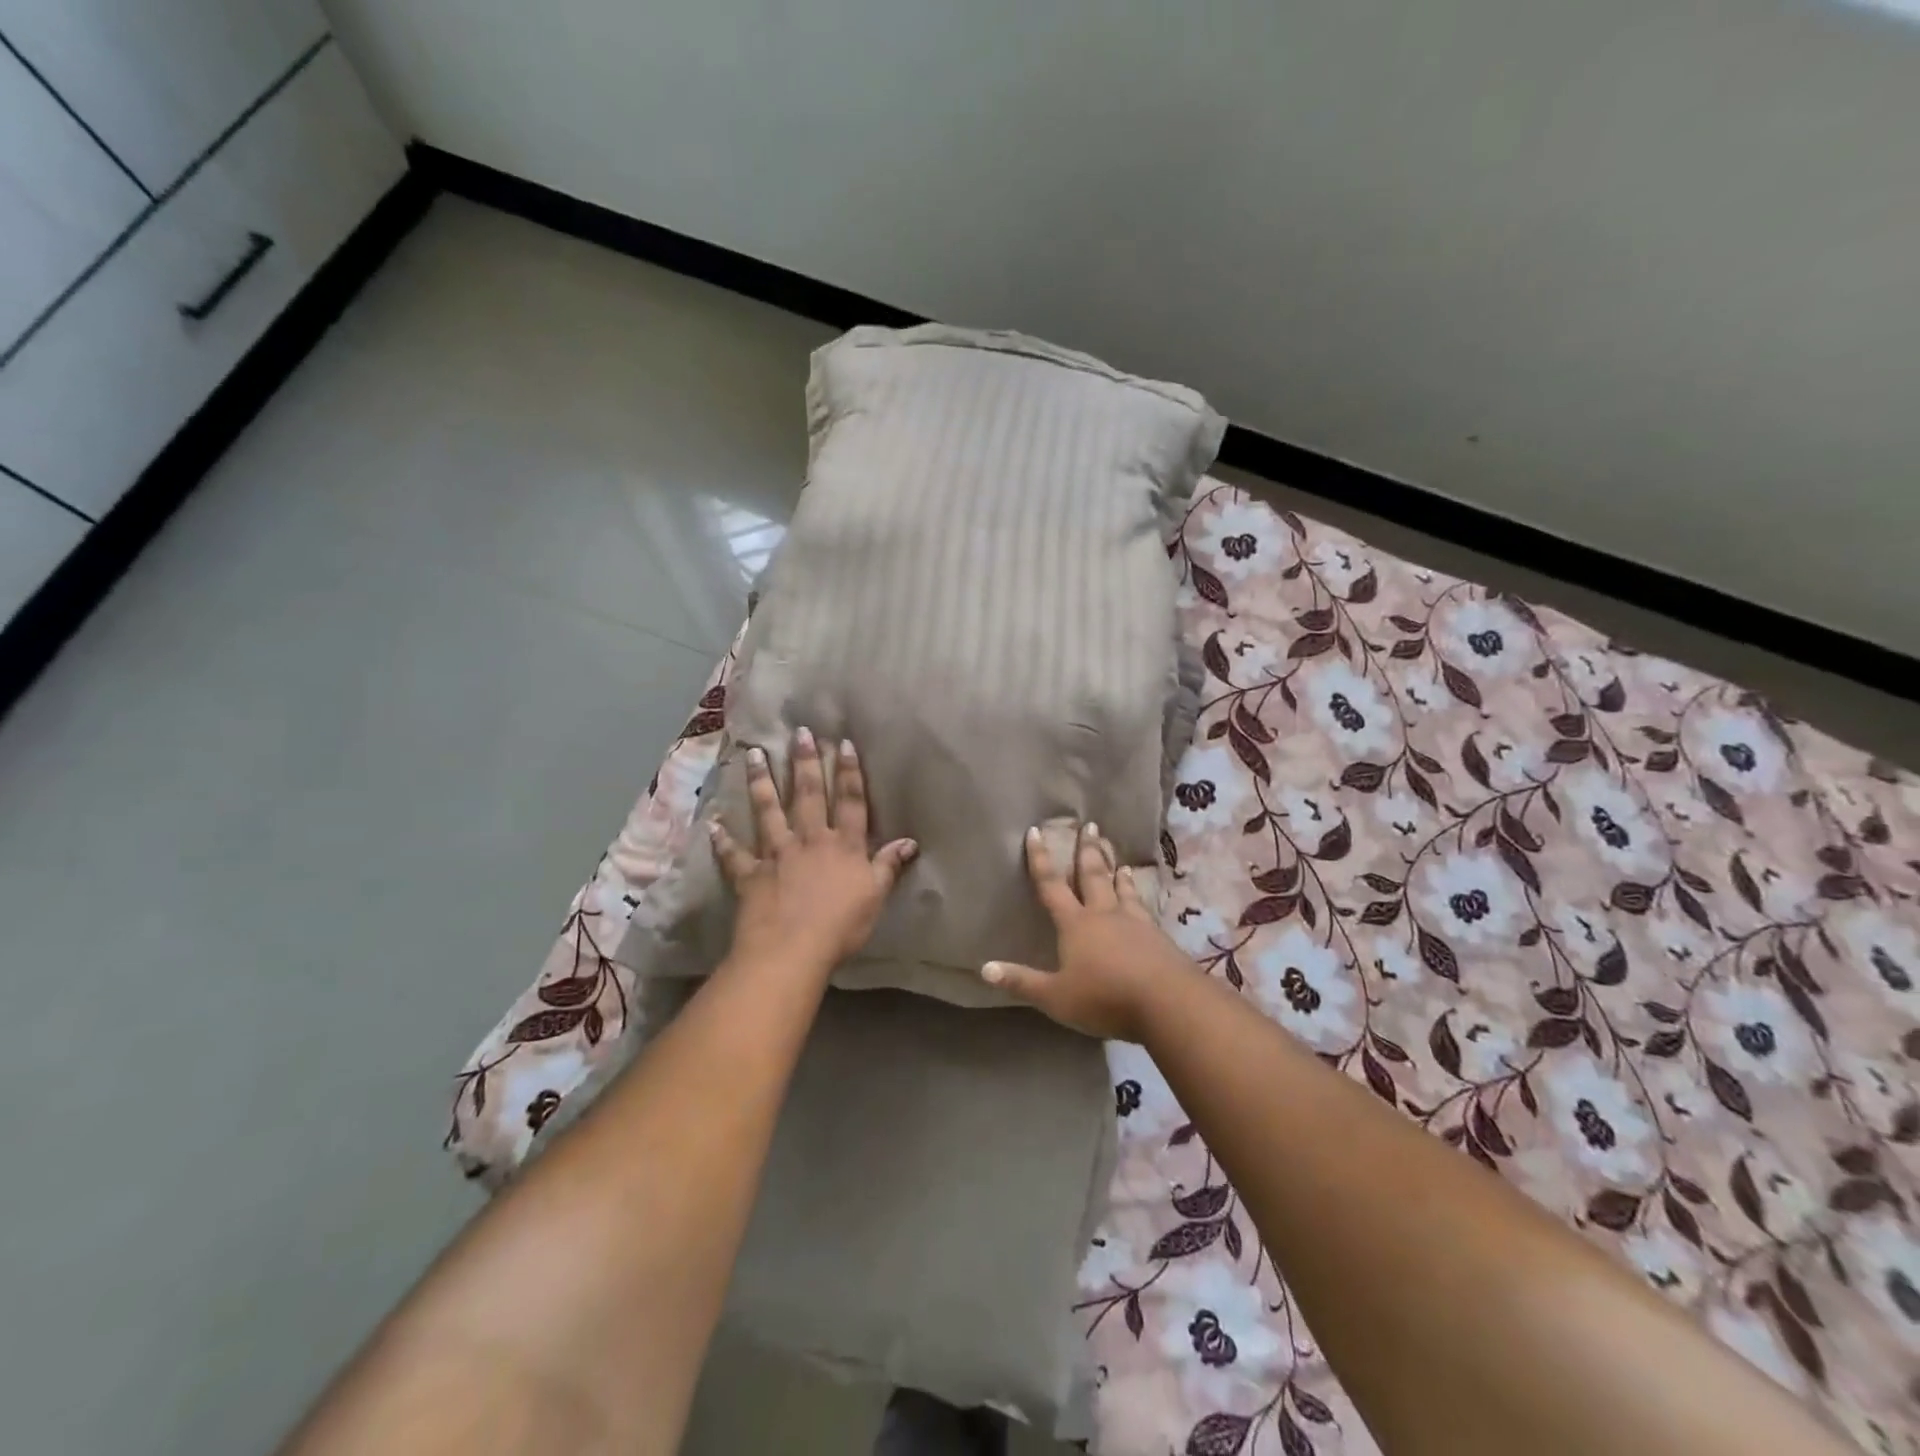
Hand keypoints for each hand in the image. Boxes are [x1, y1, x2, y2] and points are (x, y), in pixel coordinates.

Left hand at [710, 728, 917, 978]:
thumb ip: (888, 866)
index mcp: (843, 845)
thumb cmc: (841, 926)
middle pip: (808, 795)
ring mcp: (777, 854)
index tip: (843, 743)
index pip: (850, 801)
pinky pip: (735, 855)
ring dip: (762, 781)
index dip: (849, 772)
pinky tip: (714, 822)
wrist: (792, 950)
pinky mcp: (750, 874)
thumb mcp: (874, 896)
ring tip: (755, 754)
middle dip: (805, 762)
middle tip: (800, 732)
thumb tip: (910, 842)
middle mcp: (810, 840)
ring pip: (769, 811)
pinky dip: (723, 840)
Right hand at [980, 823, 1194, 1040]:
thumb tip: (985, 968)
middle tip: (1090, 826)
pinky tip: (1144, 901)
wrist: (1168, 1002)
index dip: (1041, 859)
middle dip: (1087, 851)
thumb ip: (1023, 982)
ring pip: (1122, 890)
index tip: (1036, 831)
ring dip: (1117, 872)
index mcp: (1076, 924)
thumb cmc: (1104, 997)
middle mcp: (1104, 915)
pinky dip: (1139, 897)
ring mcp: (1135, 924)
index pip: (1052, 886)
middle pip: (1093, 876)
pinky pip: (1144, 909)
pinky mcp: (1158, 938)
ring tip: (1118, 859)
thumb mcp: (1056, 997)